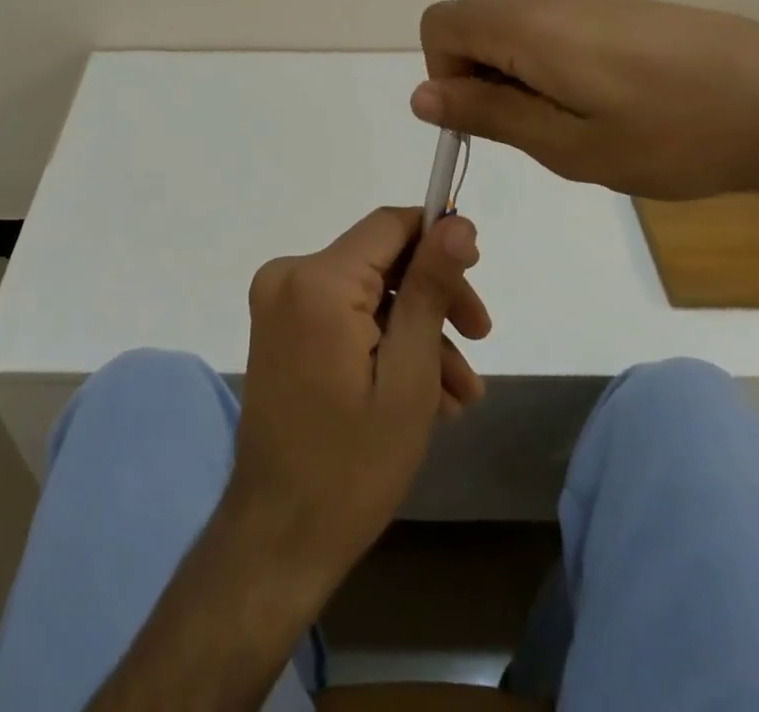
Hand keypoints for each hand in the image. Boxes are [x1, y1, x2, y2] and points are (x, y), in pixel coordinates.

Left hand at [225, 208, 490, 593]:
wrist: (279, 537)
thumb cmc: (352, 464)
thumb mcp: (409, 374)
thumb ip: (431, 287)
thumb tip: (458, 222)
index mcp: (317, 279)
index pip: (390, 224)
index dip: (438, 240)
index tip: (477, 275)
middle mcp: (289, 274)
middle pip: (382, 260)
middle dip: (434, 297)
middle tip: (479, 340)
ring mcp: (279, 301)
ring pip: (368, 292)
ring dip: (417, 331)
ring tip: (460, 395)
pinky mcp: (280, 327)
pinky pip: (344, 313)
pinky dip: (383, 341)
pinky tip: (426, 394)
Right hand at [413, 0, 758, 203]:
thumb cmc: (669, 134)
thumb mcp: (566, 144)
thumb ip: (487, 114)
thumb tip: (422, 96)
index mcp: (523, 21)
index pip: (438, 26)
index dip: (444, 77)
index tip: (489, 121)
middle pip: (471, 23)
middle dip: (479, 77)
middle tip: (536, 131)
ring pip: (510, 26)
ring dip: (515, 73)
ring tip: (575, 121)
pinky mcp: (613, 4)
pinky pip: (549, 25)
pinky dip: (548, 62)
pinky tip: (605, 100)